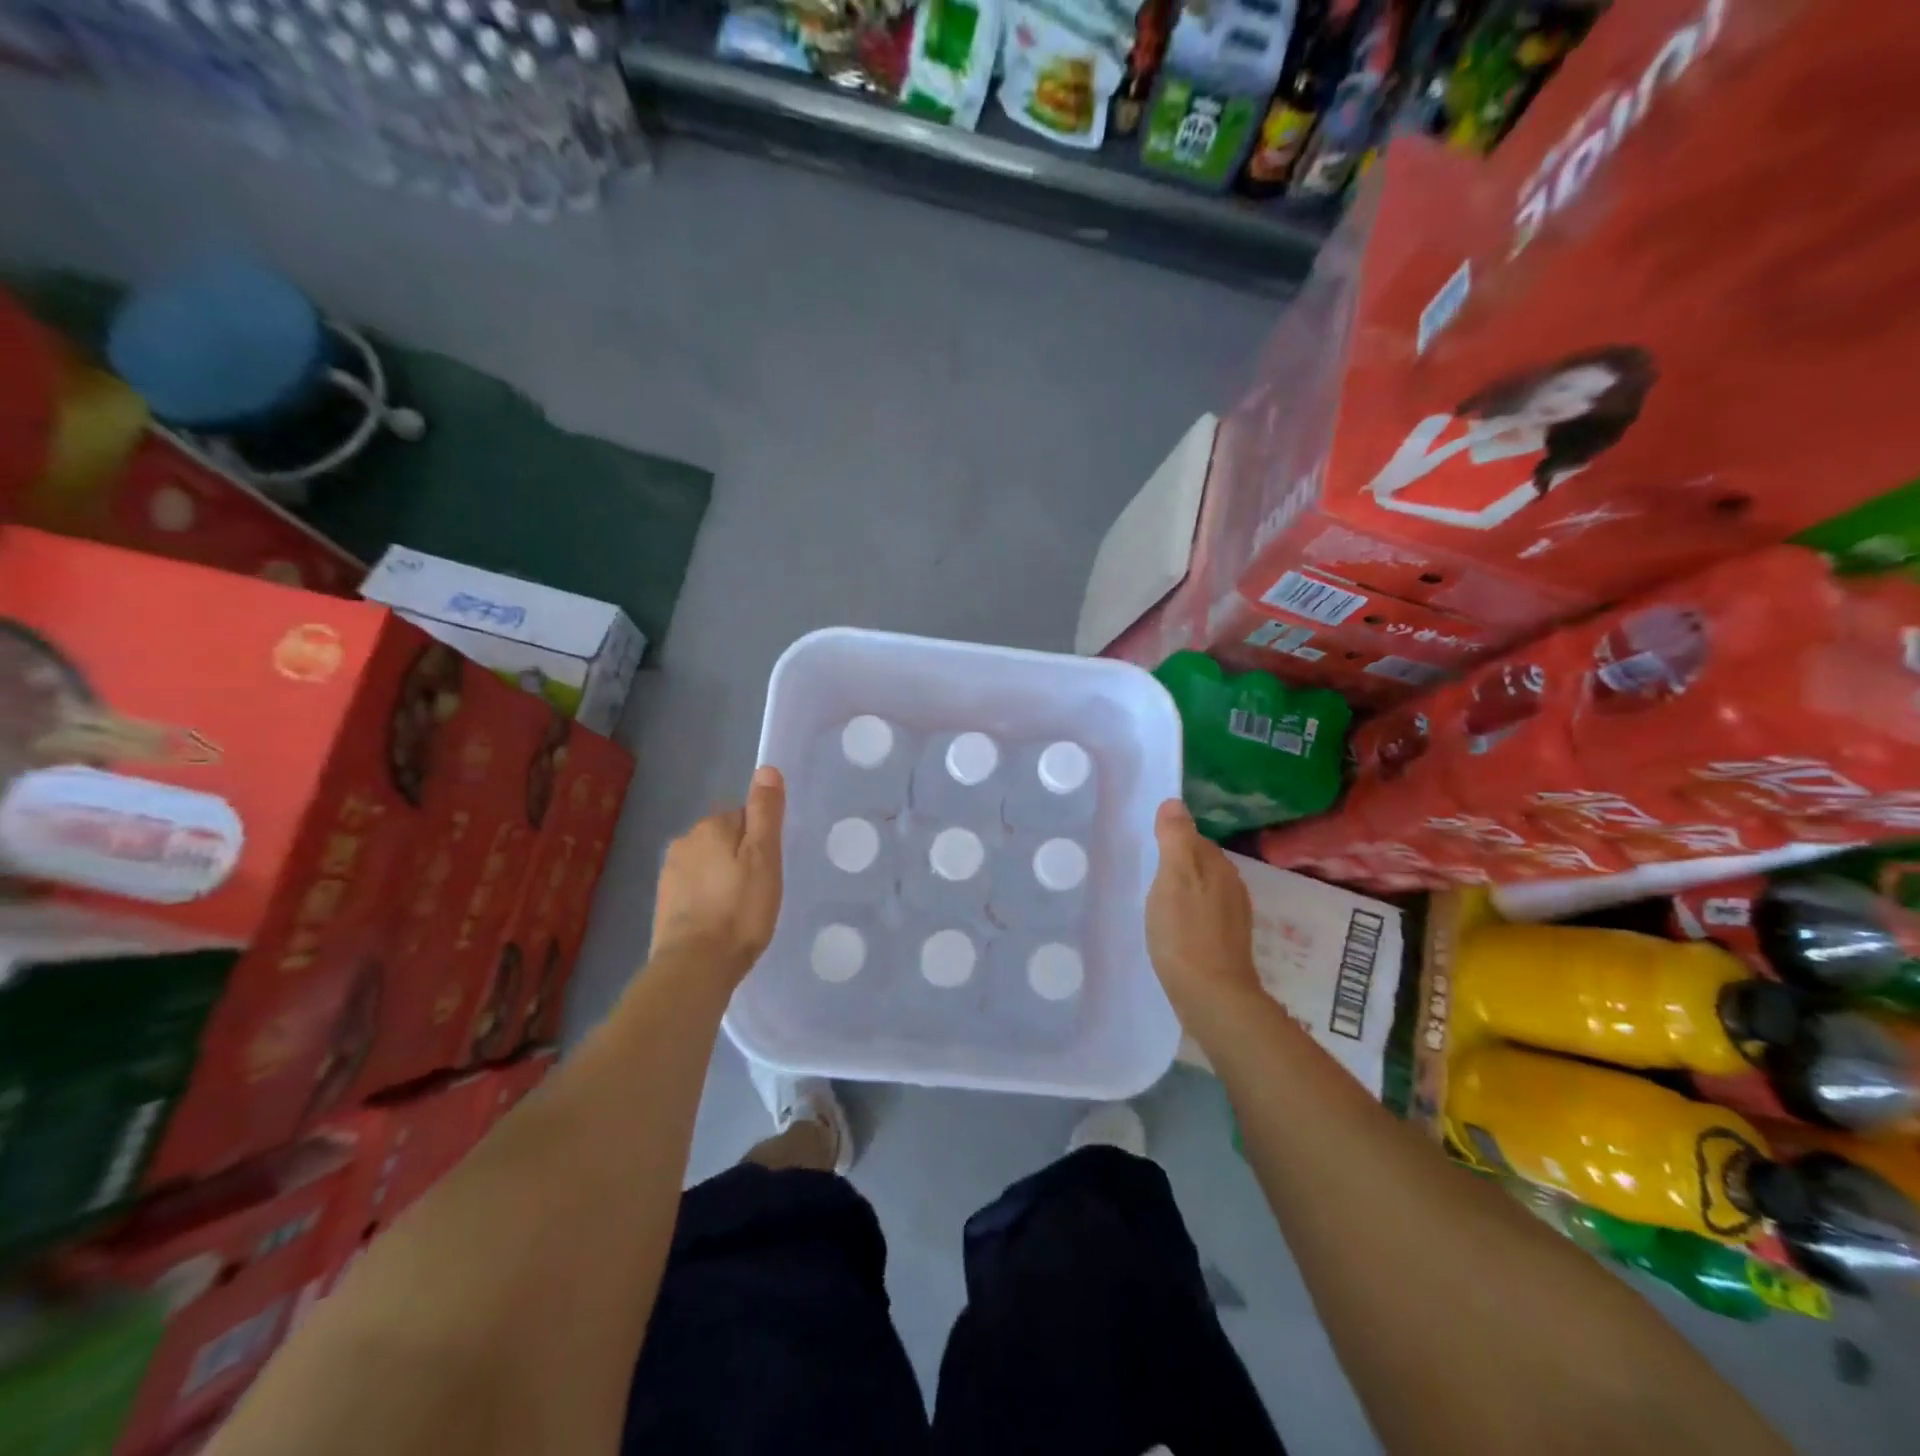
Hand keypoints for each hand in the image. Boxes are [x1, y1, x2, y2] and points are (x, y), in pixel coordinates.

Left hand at [650, 765, 785, 982]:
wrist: (695, 966)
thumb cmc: (740, 909)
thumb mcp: (764, 857)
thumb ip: (765, 812)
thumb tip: (766, 769)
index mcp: (711, 826)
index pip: (745, 815)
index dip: (762, 839)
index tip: (771, 866)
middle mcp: (685, 841)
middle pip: (724, 837)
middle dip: (741, 855)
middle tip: (760, 887)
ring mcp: (670, 872)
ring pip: (708, 862)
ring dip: (723, 876)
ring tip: (741, 907)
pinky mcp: (664, 902)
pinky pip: (695, 887)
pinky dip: (708, 896)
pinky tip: (720, 919)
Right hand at [1146, 799, 1262, 1024]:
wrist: (1211, 995)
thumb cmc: (1185, 932)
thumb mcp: (1173, 878)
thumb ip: (1175, 839)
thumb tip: (1174, 802)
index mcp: (1218, 867)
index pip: (1195, 838)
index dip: (1172, 839)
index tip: (1147, 847)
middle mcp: (1232, 886)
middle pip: (1201, 863)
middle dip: (1178, 863)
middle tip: (1147, 871)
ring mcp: (1233, 916)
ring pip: (1204, 889)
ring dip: (1184, 889)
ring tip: (1155, 898)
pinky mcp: (1227, 942)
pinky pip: (1205, 913)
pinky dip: (1189, 912)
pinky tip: (1172, 925)